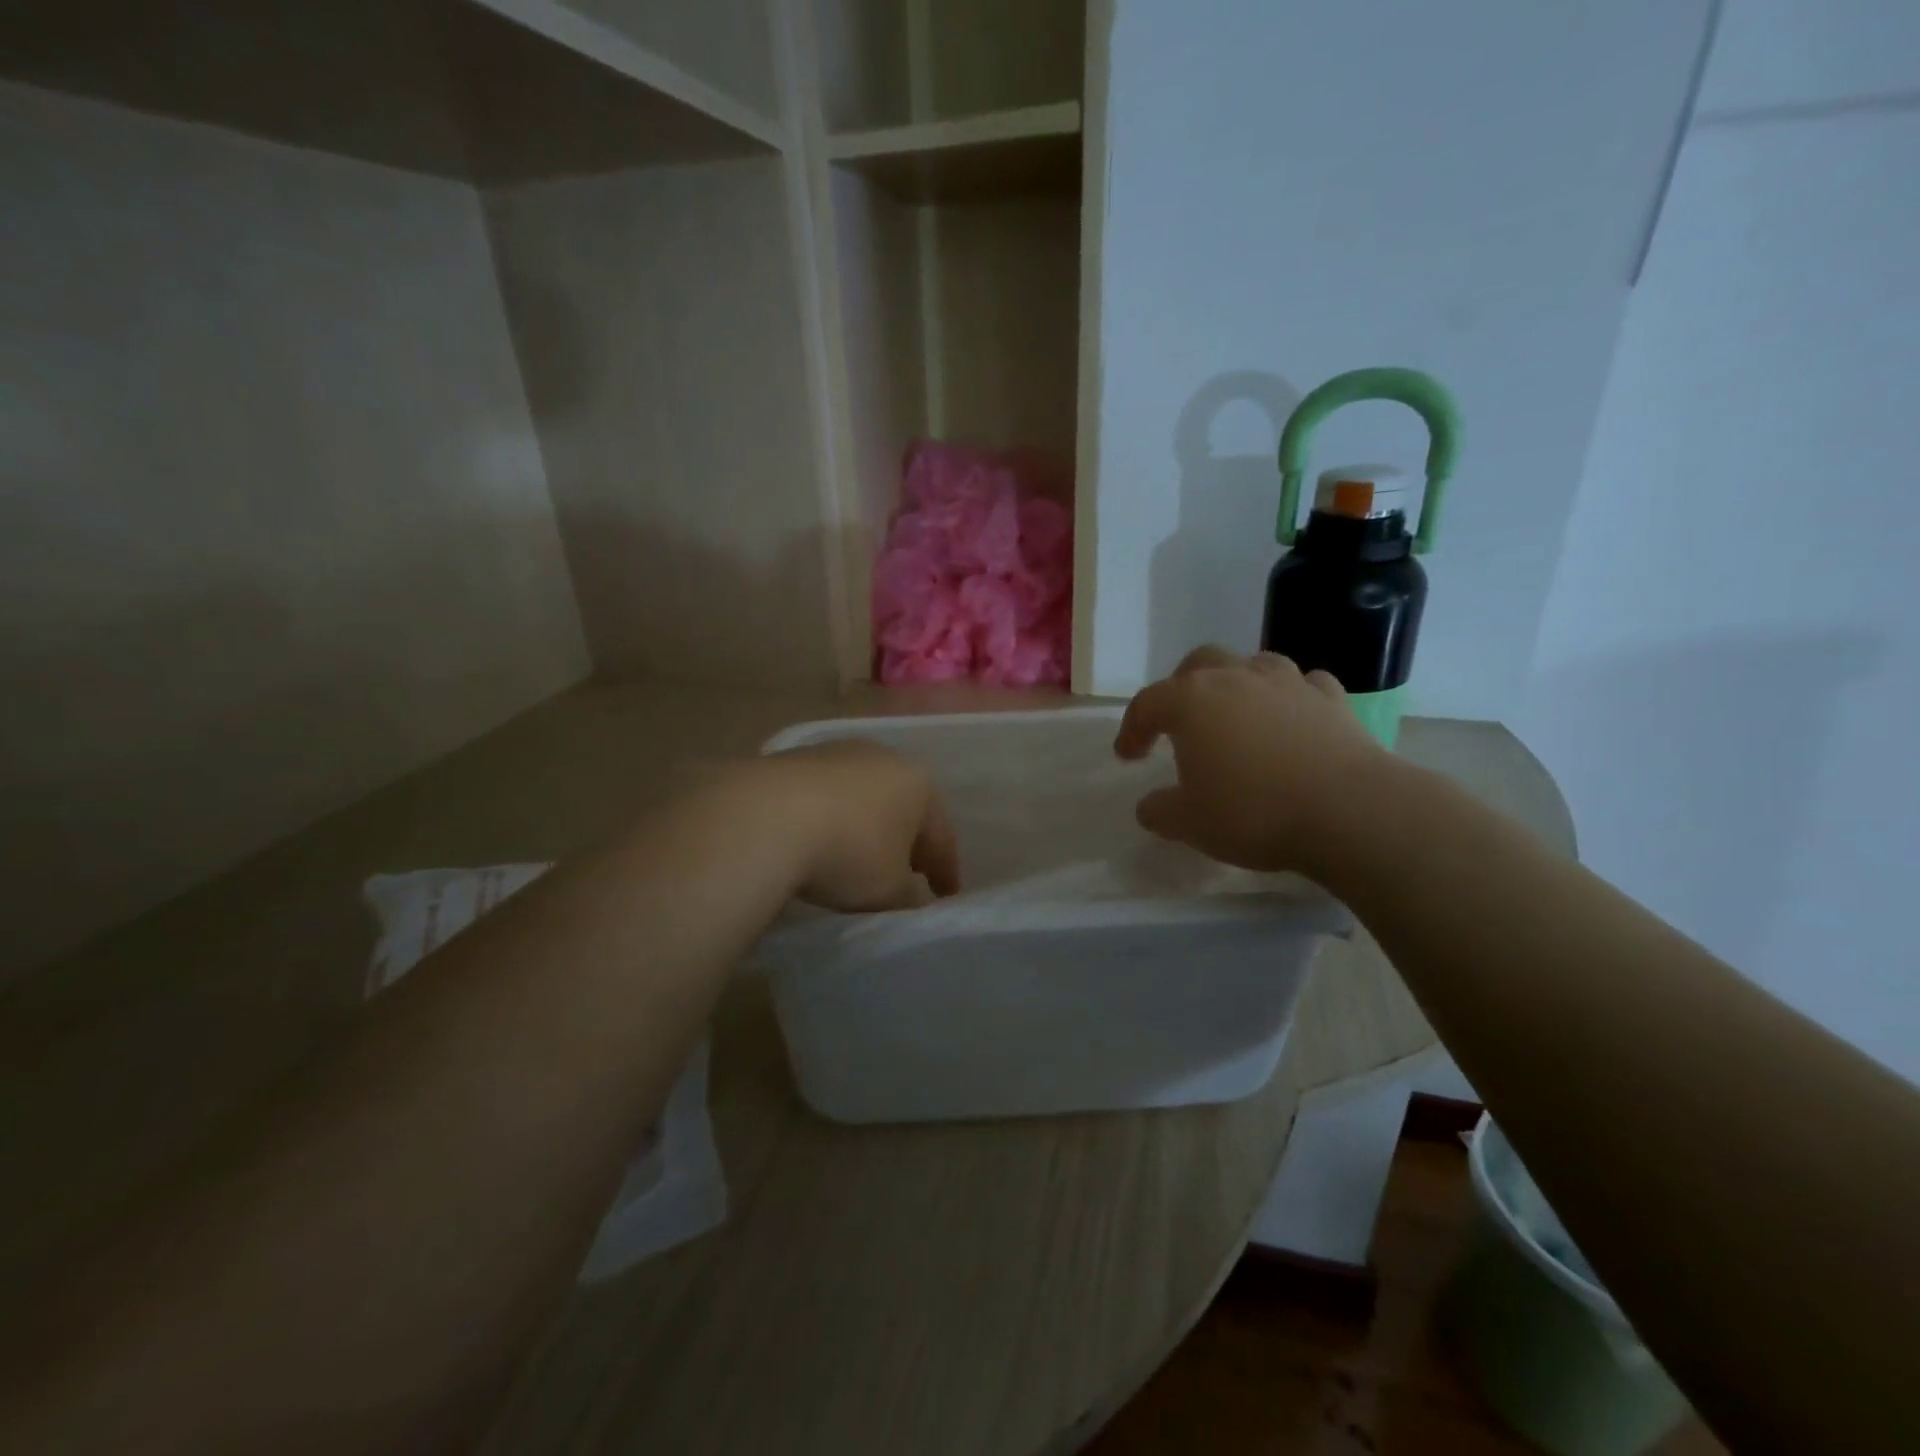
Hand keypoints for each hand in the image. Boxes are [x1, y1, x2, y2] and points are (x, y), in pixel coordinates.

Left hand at [755, 740, 961, 910]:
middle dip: (905, 840)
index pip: (941, 834)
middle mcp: (882, 757)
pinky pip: (822, 796)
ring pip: (861, 796)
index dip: (945, 870)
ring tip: (856, 857)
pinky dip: (827, 818)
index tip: (944, 896)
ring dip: (863, 825)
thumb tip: (911, 898)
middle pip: (902, 807)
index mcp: (919, 784)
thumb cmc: (849, 852)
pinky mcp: (792, 758)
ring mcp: (835, 752)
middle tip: (906, 873)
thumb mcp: (889, 891)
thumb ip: (908, 897)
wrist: (764, 817)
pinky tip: (815, 840)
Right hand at [1114, 646, 1389, 875]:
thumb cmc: (1253, 812)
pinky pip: (1302, 685)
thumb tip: (1150, 807)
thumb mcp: (1190, 823)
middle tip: (1179, 723)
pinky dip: (1289, 697)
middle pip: (1198, 664)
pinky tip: (1290, 718)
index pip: (1147, 704)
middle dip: (1181, 688)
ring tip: (1236, 714)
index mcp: (1191, 702)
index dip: (1132, 729)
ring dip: (1236, 683)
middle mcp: (1235, 679)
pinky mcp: (1331, 699)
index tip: (1128, 757)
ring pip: (1252, 663)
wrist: (1348, 811)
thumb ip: (1161, 811)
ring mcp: (1287, 683)